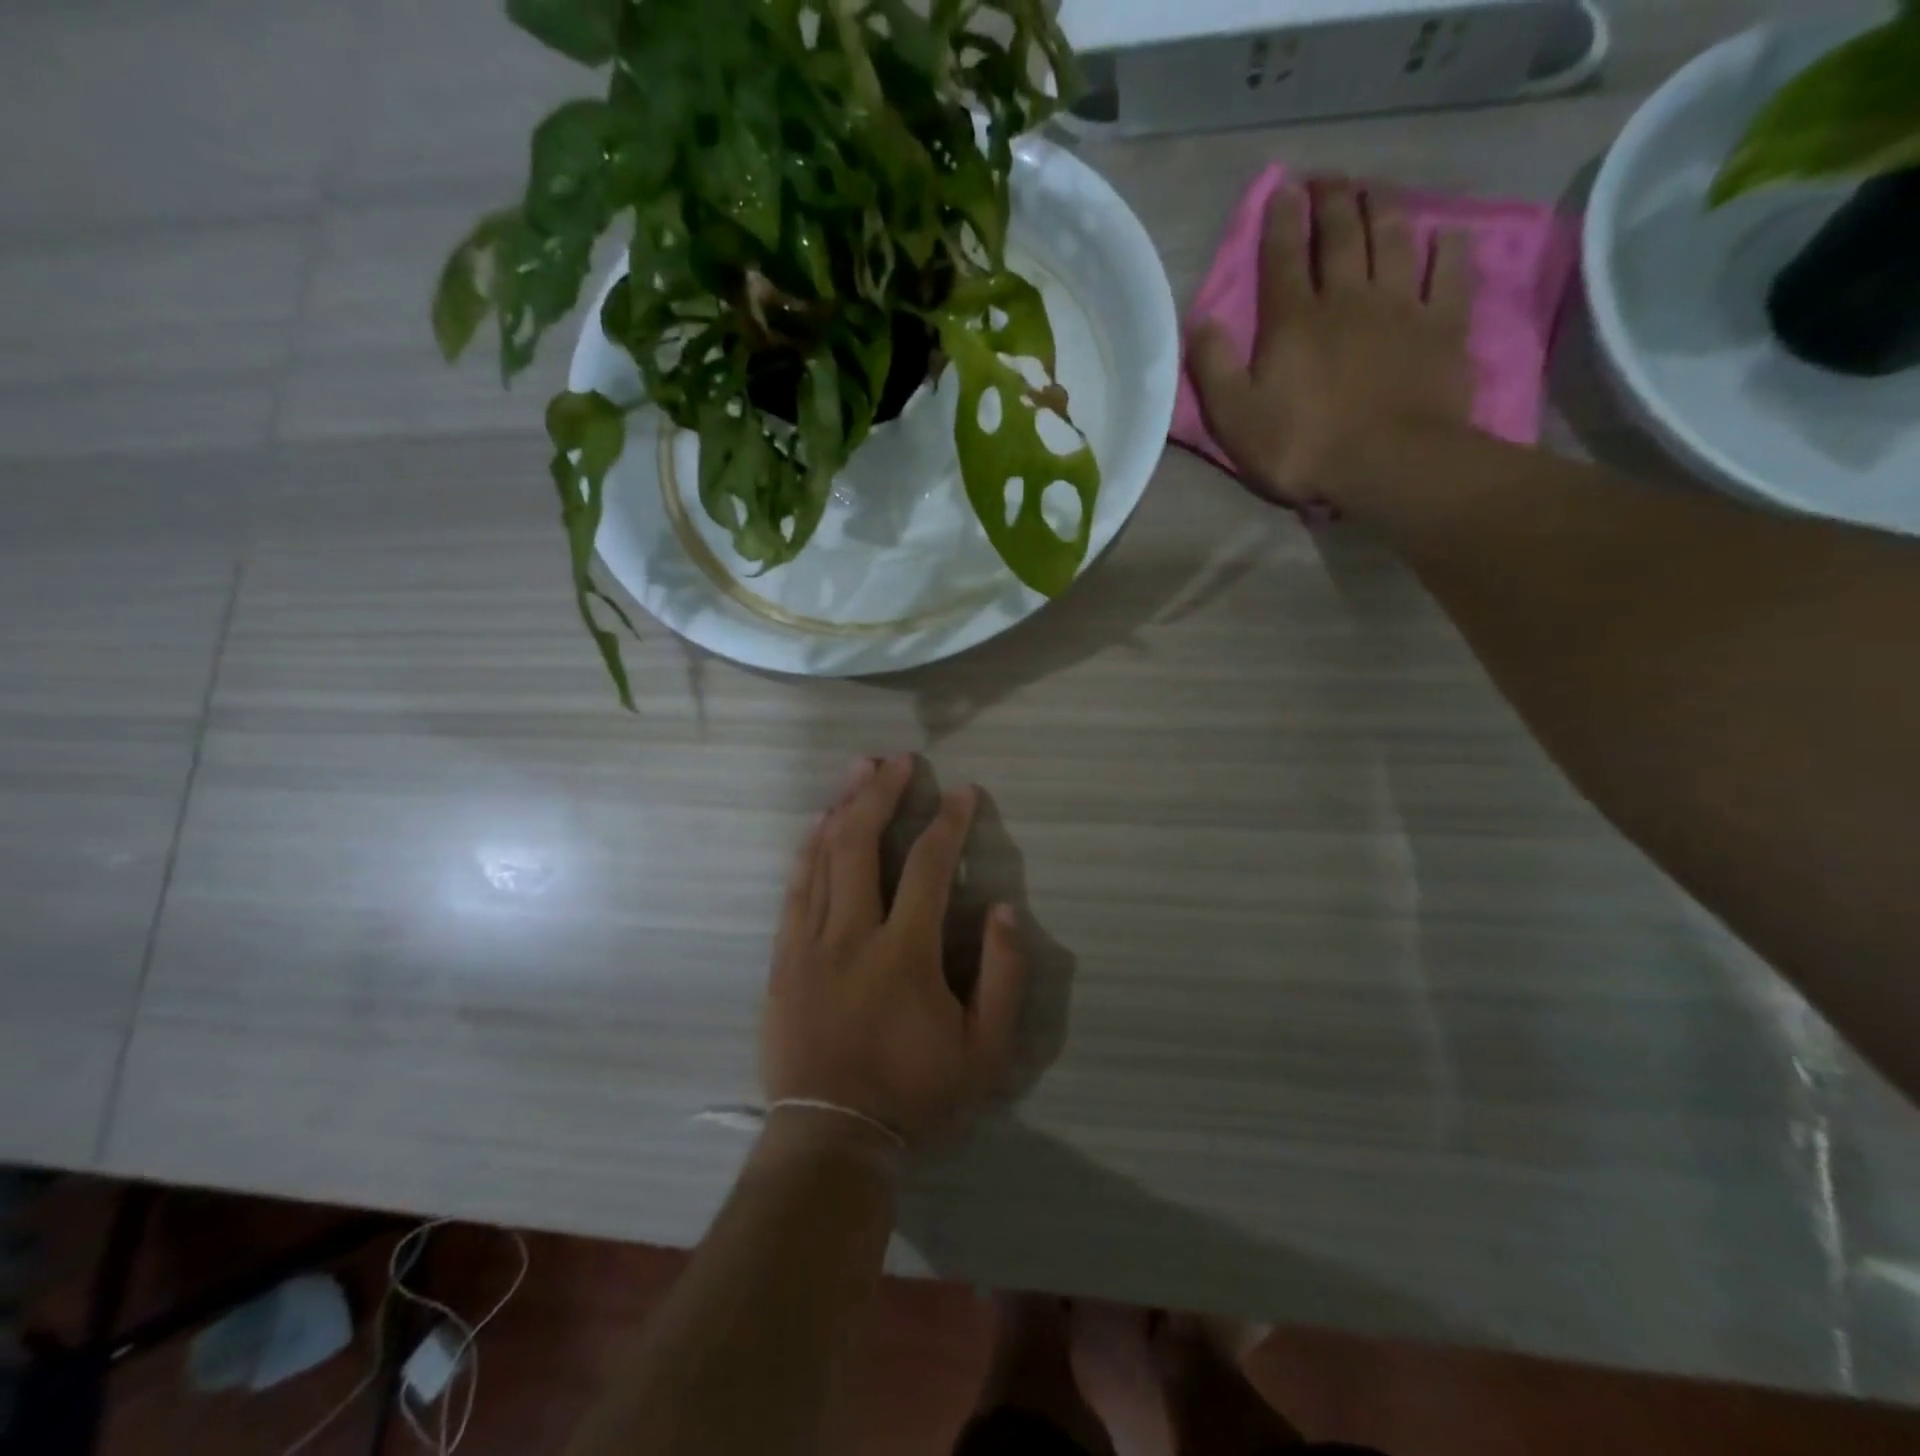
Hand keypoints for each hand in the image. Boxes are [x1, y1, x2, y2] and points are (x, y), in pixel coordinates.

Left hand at [762, 756, 1028, 1148]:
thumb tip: (1002, 908)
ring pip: (821, 857)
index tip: (963, 791)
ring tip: (859, 770)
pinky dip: (807, 849)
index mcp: (904, 953)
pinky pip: (794, 889)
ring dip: (842, 806)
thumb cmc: (916, 1096)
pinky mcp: (783, 959)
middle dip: (882, 793)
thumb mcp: (985, 1051)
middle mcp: (851, 934)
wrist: (831, 1139)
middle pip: (860, 843)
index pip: (927, 865)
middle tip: (899, 760)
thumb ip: (1003, 976)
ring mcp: (809, 944)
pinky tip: (818, 823)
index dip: (949, 822)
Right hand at [1188, 179, 1476, 513]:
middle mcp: (1347, 299)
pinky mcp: (1443, 326)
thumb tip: (1200, 321)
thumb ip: (1214, 368)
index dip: (1280, 221)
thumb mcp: (1235, 419)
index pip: (1282, 258)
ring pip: (1392, 240)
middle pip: (1340, 236)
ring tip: (1376, 187)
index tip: (1283, 189)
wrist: (1386, 464)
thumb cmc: (1301, 447)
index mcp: (1293, 321)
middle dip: (1332, 201)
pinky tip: (1447, 233)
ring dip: (1383, 208)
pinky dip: (1448, 249)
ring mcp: (1399, 308)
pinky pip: (1449, 274)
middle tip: (1328, 177)